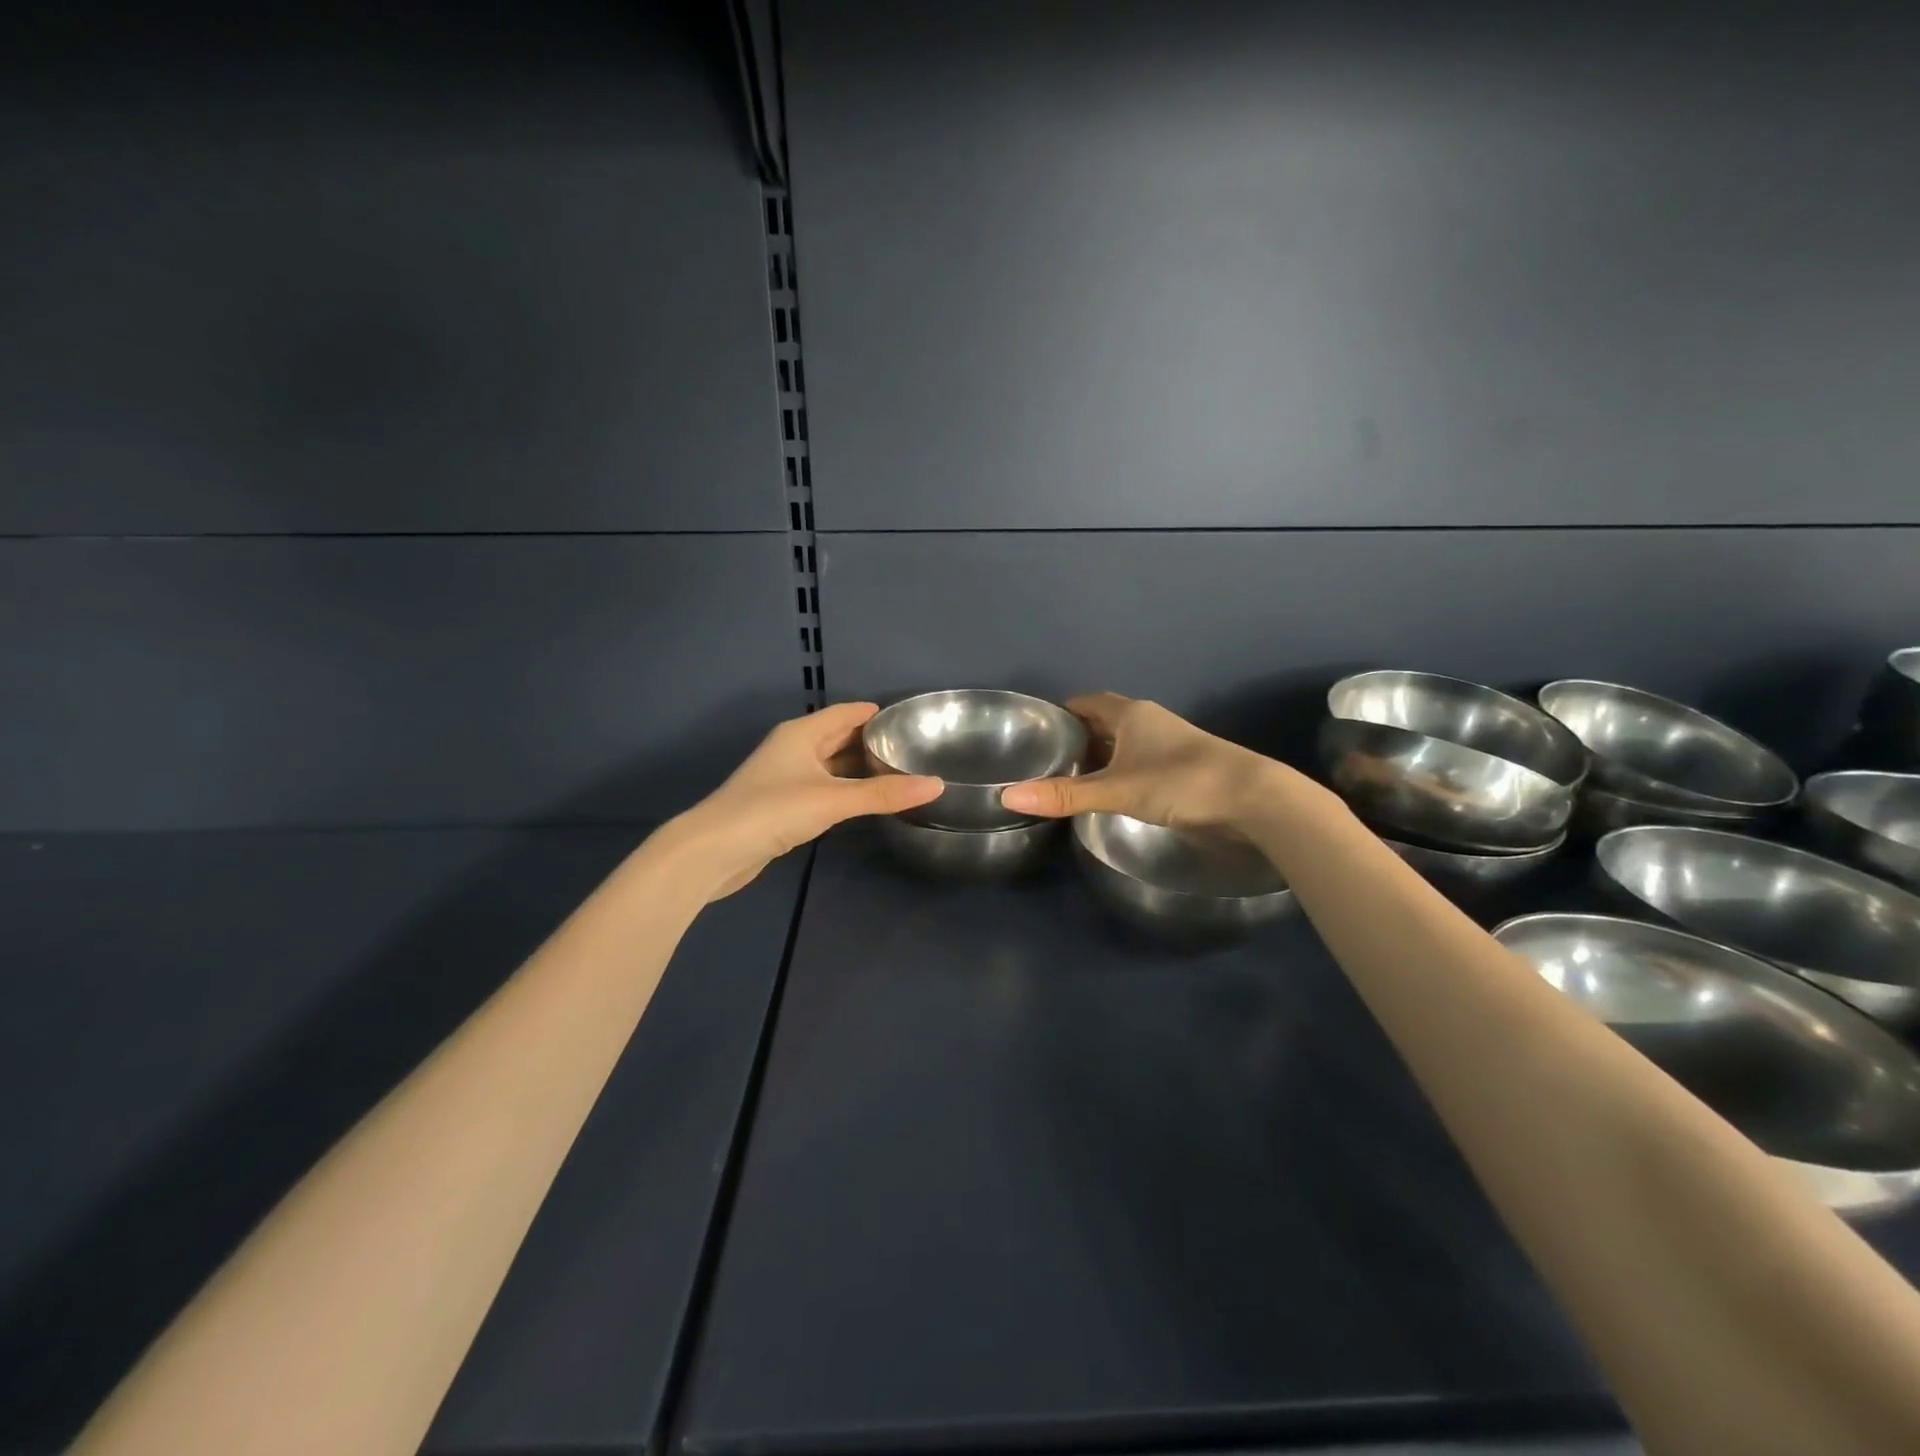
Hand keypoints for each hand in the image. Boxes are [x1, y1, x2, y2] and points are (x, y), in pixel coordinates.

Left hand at [663, 702, 942, 899]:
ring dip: (859, 768)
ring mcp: (786, 778)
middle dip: (872, 741)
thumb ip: (883, 794)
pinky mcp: (783, 805)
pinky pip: (824, 788)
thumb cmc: (772, 810)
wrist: (713, 851)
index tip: (911, 719)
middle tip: (913, 748)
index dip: (876, 713)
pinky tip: (866, 800)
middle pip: (839, 737)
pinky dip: (846, 790)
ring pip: (831, 765)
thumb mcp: (832, 799)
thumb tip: (936, 784)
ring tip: (898, 772)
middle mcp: (793, 749)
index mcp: (801, 733)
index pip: (846, 713)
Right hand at [999, 692, 1283, 831]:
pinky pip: (1139, 762)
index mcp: (1130, 714)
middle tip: (1046, 759)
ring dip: (1101, 756)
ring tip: (1071, 778)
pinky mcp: (1181, 768)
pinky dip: (1120, 772)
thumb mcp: (1116, 790)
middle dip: (1078, 737)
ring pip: (1124, 743)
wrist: (1251, 799)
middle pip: (1104, 722)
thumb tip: (1008, 795)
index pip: (1086, 702)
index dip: (1061, 713)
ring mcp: (1168, 744)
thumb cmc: (1179, 782)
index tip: (1036, 731)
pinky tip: (1110, 793)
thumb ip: (1065, 795)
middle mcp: (1148, 721)